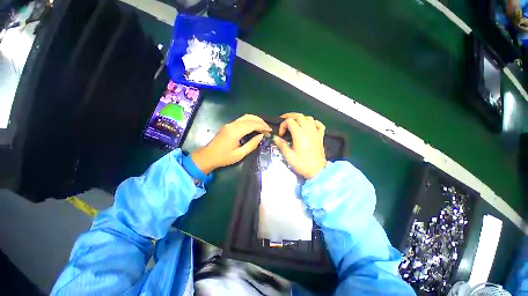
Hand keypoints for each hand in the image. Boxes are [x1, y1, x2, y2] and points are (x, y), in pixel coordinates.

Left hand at [191, 114, 271, 173]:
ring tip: (263, 126)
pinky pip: (241, 120)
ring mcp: (229, 124)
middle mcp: (232, 125)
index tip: (269, 131)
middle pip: (249, 118)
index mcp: (235, 132)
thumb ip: (252, 144)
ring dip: (255, 120)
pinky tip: (254, 126)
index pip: (252, 124)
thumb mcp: (240, 154)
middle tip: (267, 128)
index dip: (262, 126)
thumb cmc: (224, 158)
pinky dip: (250, 121)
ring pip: (245, 117)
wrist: (207, 157)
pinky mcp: (228, 126)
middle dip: (260, 122)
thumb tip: (261, 136)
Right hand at [273, 113, 326, 178]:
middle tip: (284, 119)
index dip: (283, 125)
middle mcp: (308, 130)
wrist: (317, 171)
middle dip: (290, 116)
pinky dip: (314, 122)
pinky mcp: (320, 136)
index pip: (289, 121)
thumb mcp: (289, 156)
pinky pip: (319, 125)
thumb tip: (275, 138)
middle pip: (299, 116)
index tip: (281, 135)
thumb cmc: (302, 164)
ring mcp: (315, 132)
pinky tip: (310, 125)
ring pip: (309, 118)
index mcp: (299, 134)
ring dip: (301, 118)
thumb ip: (281, 145)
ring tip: (295, 123)